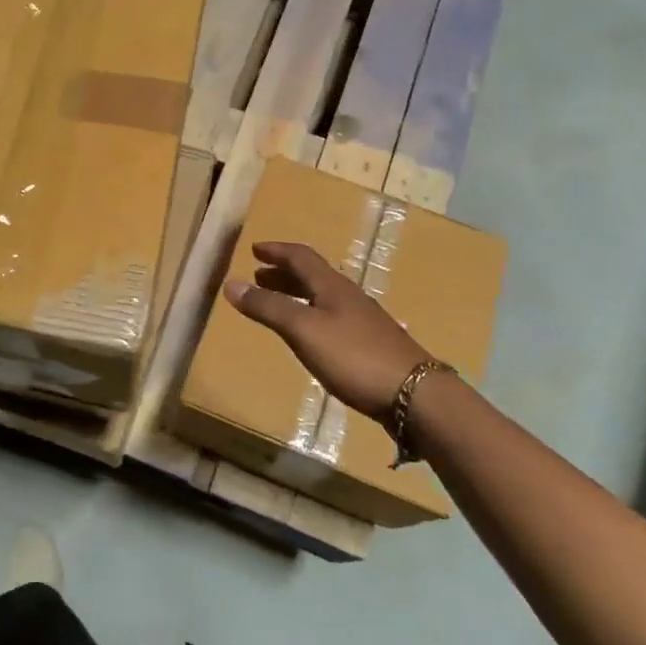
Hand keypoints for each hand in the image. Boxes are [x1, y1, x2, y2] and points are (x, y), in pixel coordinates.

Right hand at [225, 242, 430, 419]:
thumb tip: (231, 283)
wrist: (414, 395)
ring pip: (322, 297)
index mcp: (332, 286)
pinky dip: (310, 315)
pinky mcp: (369, 344)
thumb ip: (268, 307)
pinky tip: (309, 335)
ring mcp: (362, 320)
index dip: (277, 251)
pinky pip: (331, 317)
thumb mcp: (303, 330)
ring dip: (296, 294)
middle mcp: (348, 296)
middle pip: (313, 275)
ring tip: (276, 303)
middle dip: (283, 273)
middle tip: (259, 276)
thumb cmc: (354, 356)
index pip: (301, 257)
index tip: (255, 249)